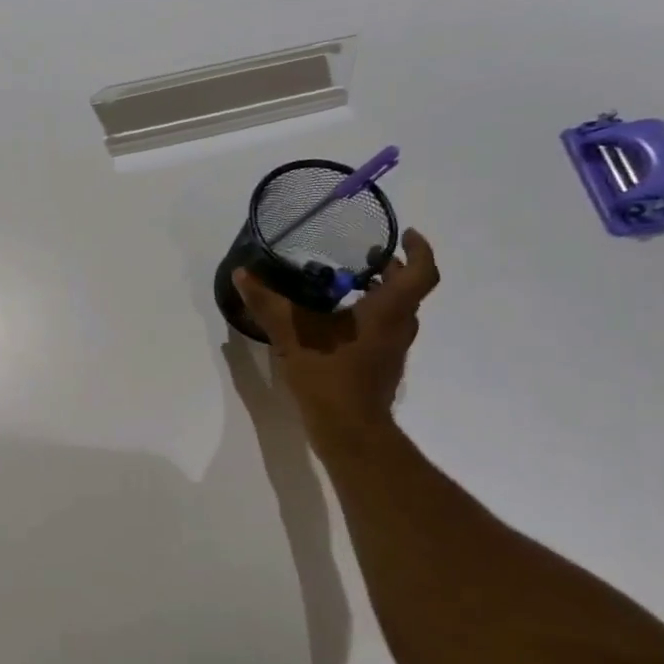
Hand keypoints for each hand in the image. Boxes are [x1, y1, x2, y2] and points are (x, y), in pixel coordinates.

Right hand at [233, 228, 440, 442]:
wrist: (348, 428)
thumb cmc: (329, 374)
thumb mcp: (292, 334)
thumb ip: (267, 304)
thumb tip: (242, 274)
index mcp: (388, 310)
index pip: (421, 271)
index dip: (419, 249)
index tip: (405, 234)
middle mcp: (398, 326)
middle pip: (408, 290)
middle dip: (392, 271)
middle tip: (365, 258)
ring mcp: (392, 350)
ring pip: (396, 313)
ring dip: (381, 296)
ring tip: (347, 287)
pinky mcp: (381, 367)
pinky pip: (382, 332)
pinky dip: (369, 319)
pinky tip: (336, 325)